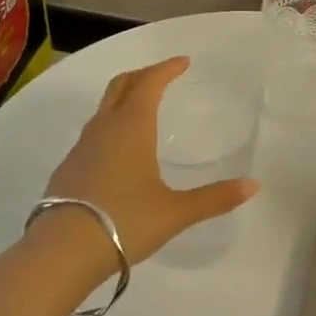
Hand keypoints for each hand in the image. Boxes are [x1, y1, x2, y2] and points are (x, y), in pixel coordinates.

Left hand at [39, 57, 256, 265]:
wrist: (60, 253)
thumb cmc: (124, 222)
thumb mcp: (175, 212)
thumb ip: (214, 198)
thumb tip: (254, 186)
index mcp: (132, 127)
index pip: (149, 83)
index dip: (166, 69)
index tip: (183, 62)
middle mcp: (104, 129)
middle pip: (120, 86)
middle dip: (143, 75)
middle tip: (162, 76)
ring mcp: (81, 148)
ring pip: (103, 109)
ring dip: (123, 99)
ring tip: (141, 109)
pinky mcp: (67, 169)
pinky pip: (93, 133)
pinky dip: (110, 125)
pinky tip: (118, 150)